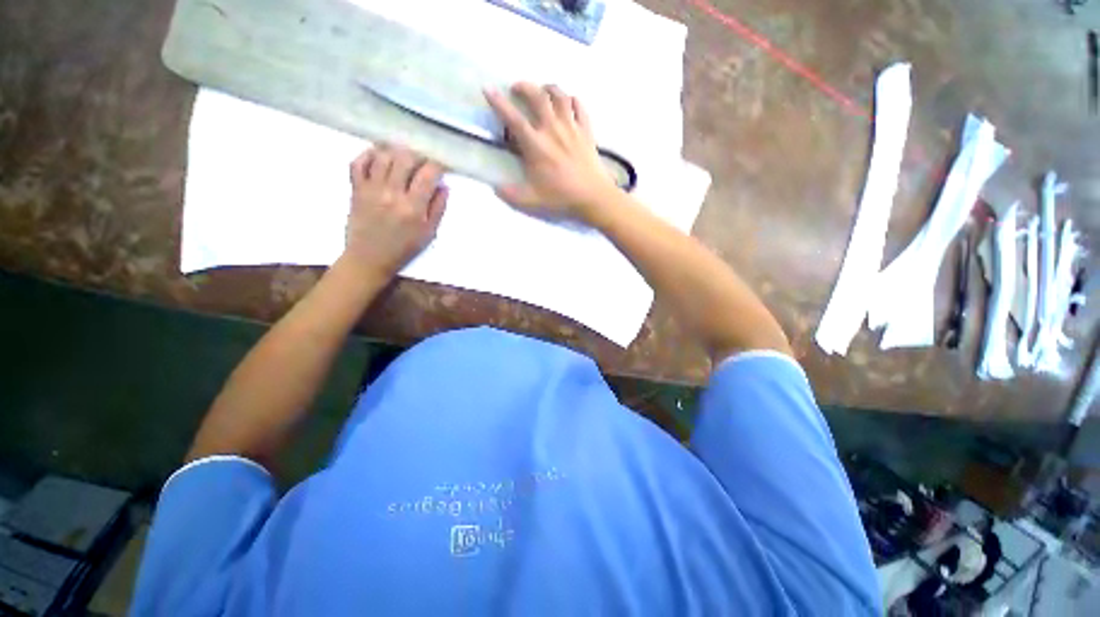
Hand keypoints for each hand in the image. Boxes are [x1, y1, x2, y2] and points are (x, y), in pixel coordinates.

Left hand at [343, 145, 447, 278]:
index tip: (441, 169)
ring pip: (383, 156)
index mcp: (413, 207)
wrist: (369, 258)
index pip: (428, 175)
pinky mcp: (356, 189)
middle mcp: (392, 193)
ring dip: (396, 152)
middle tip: (423, 163)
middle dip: (418, 156)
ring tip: (403, 158)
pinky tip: (379, 156)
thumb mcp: (428, 233)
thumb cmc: (403, 248)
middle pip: (405, 159)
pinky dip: (368, 154)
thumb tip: (443, 186)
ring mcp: (371, 189)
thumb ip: (438, 208)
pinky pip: (358, 163)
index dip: (437, 167)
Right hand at [485, 82, 619, 220]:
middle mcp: (552, 129)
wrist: (592, 196)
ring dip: (548, 89)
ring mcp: (571, 127)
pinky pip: (579, 106)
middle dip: (524, 87)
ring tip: (542, 91)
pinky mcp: (586, 130)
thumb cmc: (561, 197)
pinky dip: (572, 100)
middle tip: (517, 88)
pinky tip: (568, 103)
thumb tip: (494, 188)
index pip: (513, 118)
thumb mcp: (531, 200)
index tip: (488, 88)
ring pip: (560, 96)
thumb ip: (511, 194)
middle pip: (537, 96)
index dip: (498, 102)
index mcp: (536, 145)